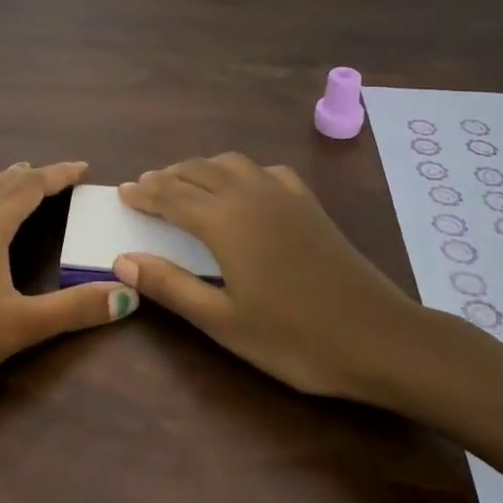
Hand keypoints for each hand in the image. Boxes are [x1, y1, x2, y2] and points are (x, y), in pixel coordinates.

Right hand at [114, 153, 433, 408]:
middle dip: (167, 177)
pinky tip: (243, 188)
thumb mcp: (224, 321)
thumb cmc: (295, 338)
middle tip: (146, 188)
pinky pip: (264, 171)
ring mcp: (283, 195)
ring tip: (185, 184)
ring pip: (230, 163)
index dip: (144, 193)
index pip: (171, 195)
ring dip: (201, 168)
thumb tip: (122, 260)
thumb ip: (171, 286)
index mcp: (224, 221)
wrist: (380, 338)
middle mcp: (249, 195)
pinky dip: (240, 172)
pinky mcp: (308, 203)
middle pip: (197, 171)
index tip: (123, 192)